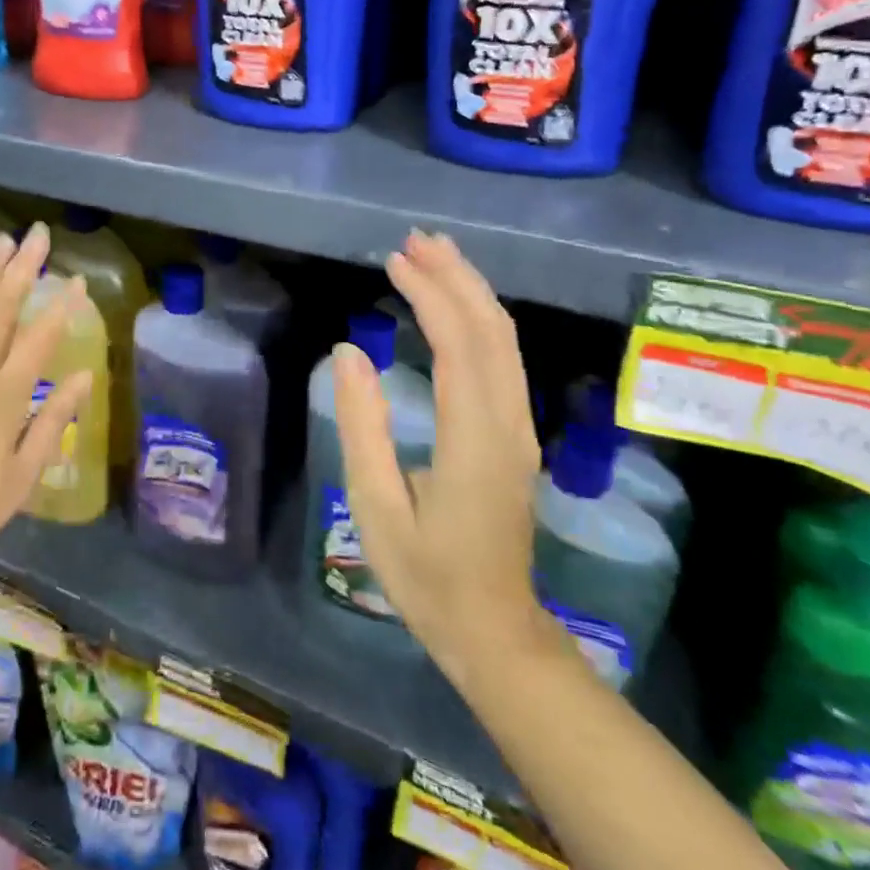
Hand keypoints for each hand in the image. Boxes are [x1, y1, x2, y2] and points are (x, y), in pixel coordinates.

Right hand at [333, 230, 549, 675]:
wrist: (493, 630)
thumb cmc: (425, 575)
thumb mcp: (374, 504)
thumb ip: (362, 424)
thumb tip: (349, 350)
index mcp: (473, 440)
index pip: (459, 345)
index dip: (429, 295)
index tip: (395, 260)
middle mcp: (507, 423)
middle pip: (492, 331)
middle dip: (455, 277)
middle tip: (415, 240)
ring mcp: (519, 428)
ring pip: (504, 342)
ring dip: (471, 292)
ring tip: (434, 256)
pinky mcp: (516, 435)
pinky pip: (503, 360)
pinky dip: (478, 320)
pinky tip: (456, 306)